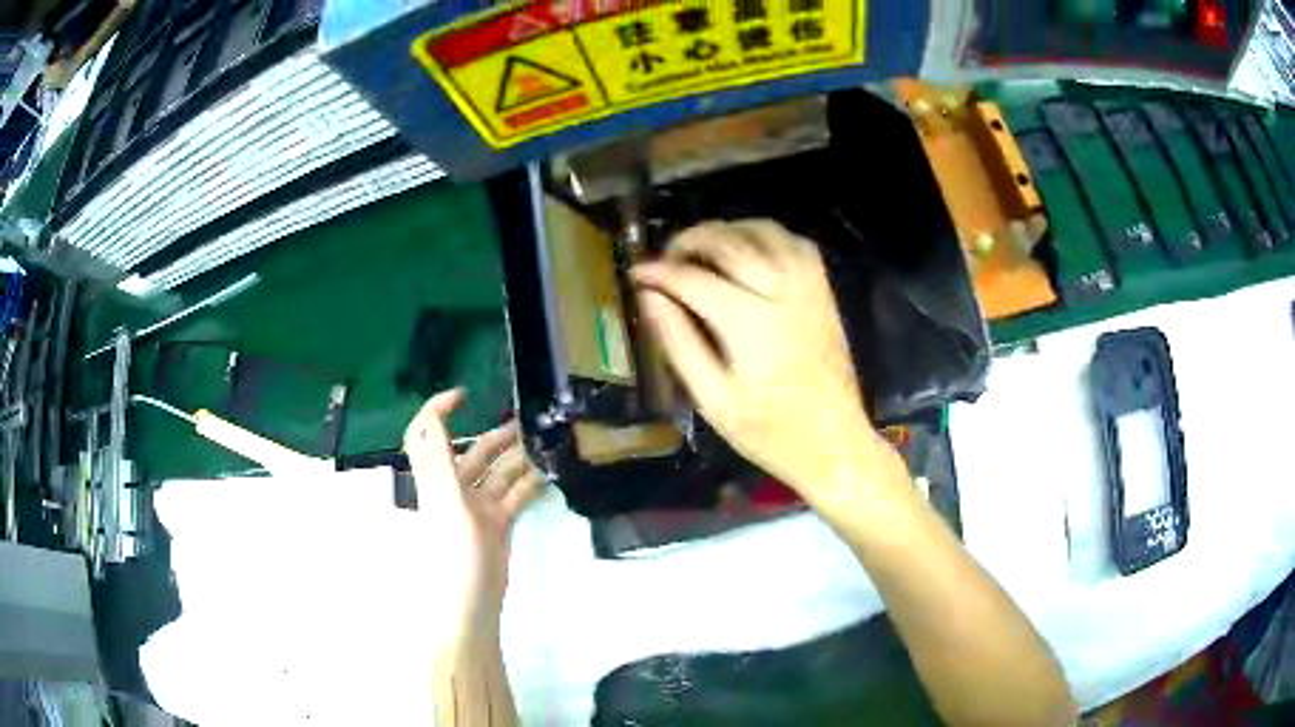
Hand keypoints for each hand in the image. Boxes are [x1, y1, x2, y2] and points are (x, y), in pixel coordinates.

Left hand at [404, 390, 544, 630]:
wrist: (470, 601)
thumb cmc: (454, 551)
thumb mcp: (446, 502)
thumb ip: (440, 460)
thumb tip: (432, 416)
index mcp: (436, 478)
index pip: (427, 434)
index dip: (437, 409)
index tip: (464, 395)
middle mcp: (454, 488)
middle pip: (472, 452)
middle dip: (496, 436)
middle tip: (529, 423)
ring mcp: (477, 507)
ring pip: (498, 473)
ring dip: (517, 459)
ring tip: (545, 445)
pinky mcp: (496, 524)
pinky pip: (513, 496)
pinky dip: (528, 484)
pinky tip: (548, 474)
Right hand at [632, 220, 902, 503]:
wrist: (834, 442)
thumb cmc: (769, 431)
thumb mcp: (712, 398)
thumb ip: (678, 341)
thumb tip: (649, 296)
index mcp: (750, 322)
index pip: (693, 279)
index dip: (659, 272)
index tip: (635, 273)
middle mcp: (781, 291)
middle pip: (727, 242)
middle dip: (688, 242)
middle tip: (664, 260)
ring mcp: (808, 286)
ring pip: (761, 231)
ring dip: (725, 231)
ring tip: (700, 251)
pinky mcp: (823, 289)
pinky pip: (792, 241)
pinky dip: (763, 234)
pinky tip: (745, 251)